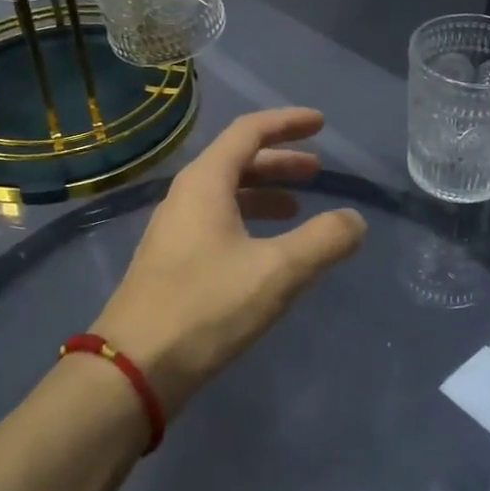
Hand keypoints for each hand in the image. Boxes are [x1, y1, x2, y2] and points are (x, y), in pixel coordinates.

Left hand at [91, 107, 366, 414]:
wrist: (134, 367)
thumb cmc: (207, 307)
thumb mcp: (277, 271)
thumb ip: (323, 241)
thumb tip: (355, 220)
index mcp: (205, 182)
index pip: (249, 131)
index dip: (287, 123)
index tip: (321, 124)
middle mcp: (186, 196)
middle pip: (237, 161)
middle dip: (280, 161)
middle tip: (318, 171)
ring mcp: (175, 230)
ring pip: (227, 195)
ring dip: (265, 193)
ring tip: (299, 209)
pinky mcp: (172, 261)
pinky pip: (217, 222)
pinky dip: (249, 221)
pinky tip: (267, 250)